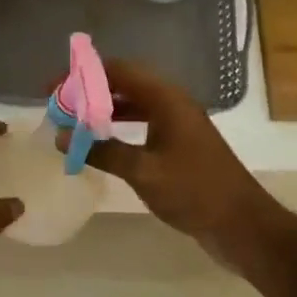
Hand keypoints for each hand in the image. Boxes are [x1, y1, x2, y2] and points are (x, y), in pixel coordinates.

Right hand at [58, 59, 285, 267]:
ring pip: (133, 105)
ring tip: (72, 122)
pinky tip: (100, 143)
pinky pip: (142, 124)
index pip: (119, 71)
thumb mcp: (143, 171)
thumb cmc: (194, 192)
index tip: (54, 88)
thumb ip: (102, 150)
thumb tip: (62, 136)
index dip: (84, 75)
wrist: (241, 225)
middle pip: (125, 84)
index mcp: (167, 100)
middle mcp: (173, 104)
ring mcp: (178, 125)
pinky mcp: (179, 145)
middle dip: (90, 91)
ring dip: (103, 110)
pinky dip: (118, 128)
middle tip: (58, 105)